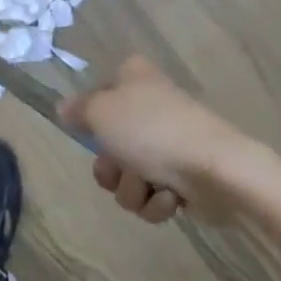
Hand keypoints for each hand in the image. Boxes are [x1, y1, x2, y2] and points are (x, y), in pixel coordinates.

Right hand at [60, 58, 280, 223]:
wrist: (217, 170)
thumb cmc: (153, 131)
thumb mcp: (101, 112)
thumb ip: (78, 110)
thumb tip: (63, 108)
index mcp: (134, 78)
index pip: (99, 95)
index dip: (92, 118)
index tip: (93, 131)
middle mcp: (151, 105)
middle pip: (108, 145)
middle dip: (112, 168)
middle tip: (121, 167)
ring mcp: (169, 143)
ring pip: (128, 176)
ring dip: (133, 188)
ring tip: (152, 185)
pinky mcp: (184, 177)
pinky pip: (152, 197)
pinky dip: (157, 202)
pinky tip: (171, 198)